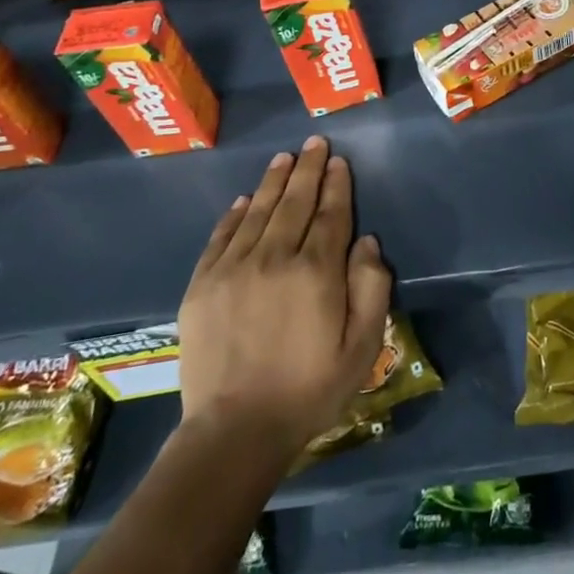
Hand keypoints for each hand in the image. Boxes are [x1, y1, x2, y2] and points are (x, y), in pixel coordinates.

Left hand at [176, 136, 391, 454]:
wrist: (235, 431)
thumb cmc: (310, 389)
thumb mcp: (362, 345)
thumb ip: (371, 288)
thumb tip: (368, 242)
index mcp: (316, 271)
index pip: (331, 214)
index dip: (337, 185)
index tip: (340, 161)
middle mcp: (274, 258)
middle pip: (295, 203)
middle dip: (308, 169)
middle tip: (314, 142)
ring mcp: (233, 270)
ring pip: (258, 212)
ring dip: (274, 182)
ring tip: (284, 158)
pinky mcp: (203, 286)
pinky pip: (221, 237)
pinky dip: (234, 214)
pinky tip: (244, 200)